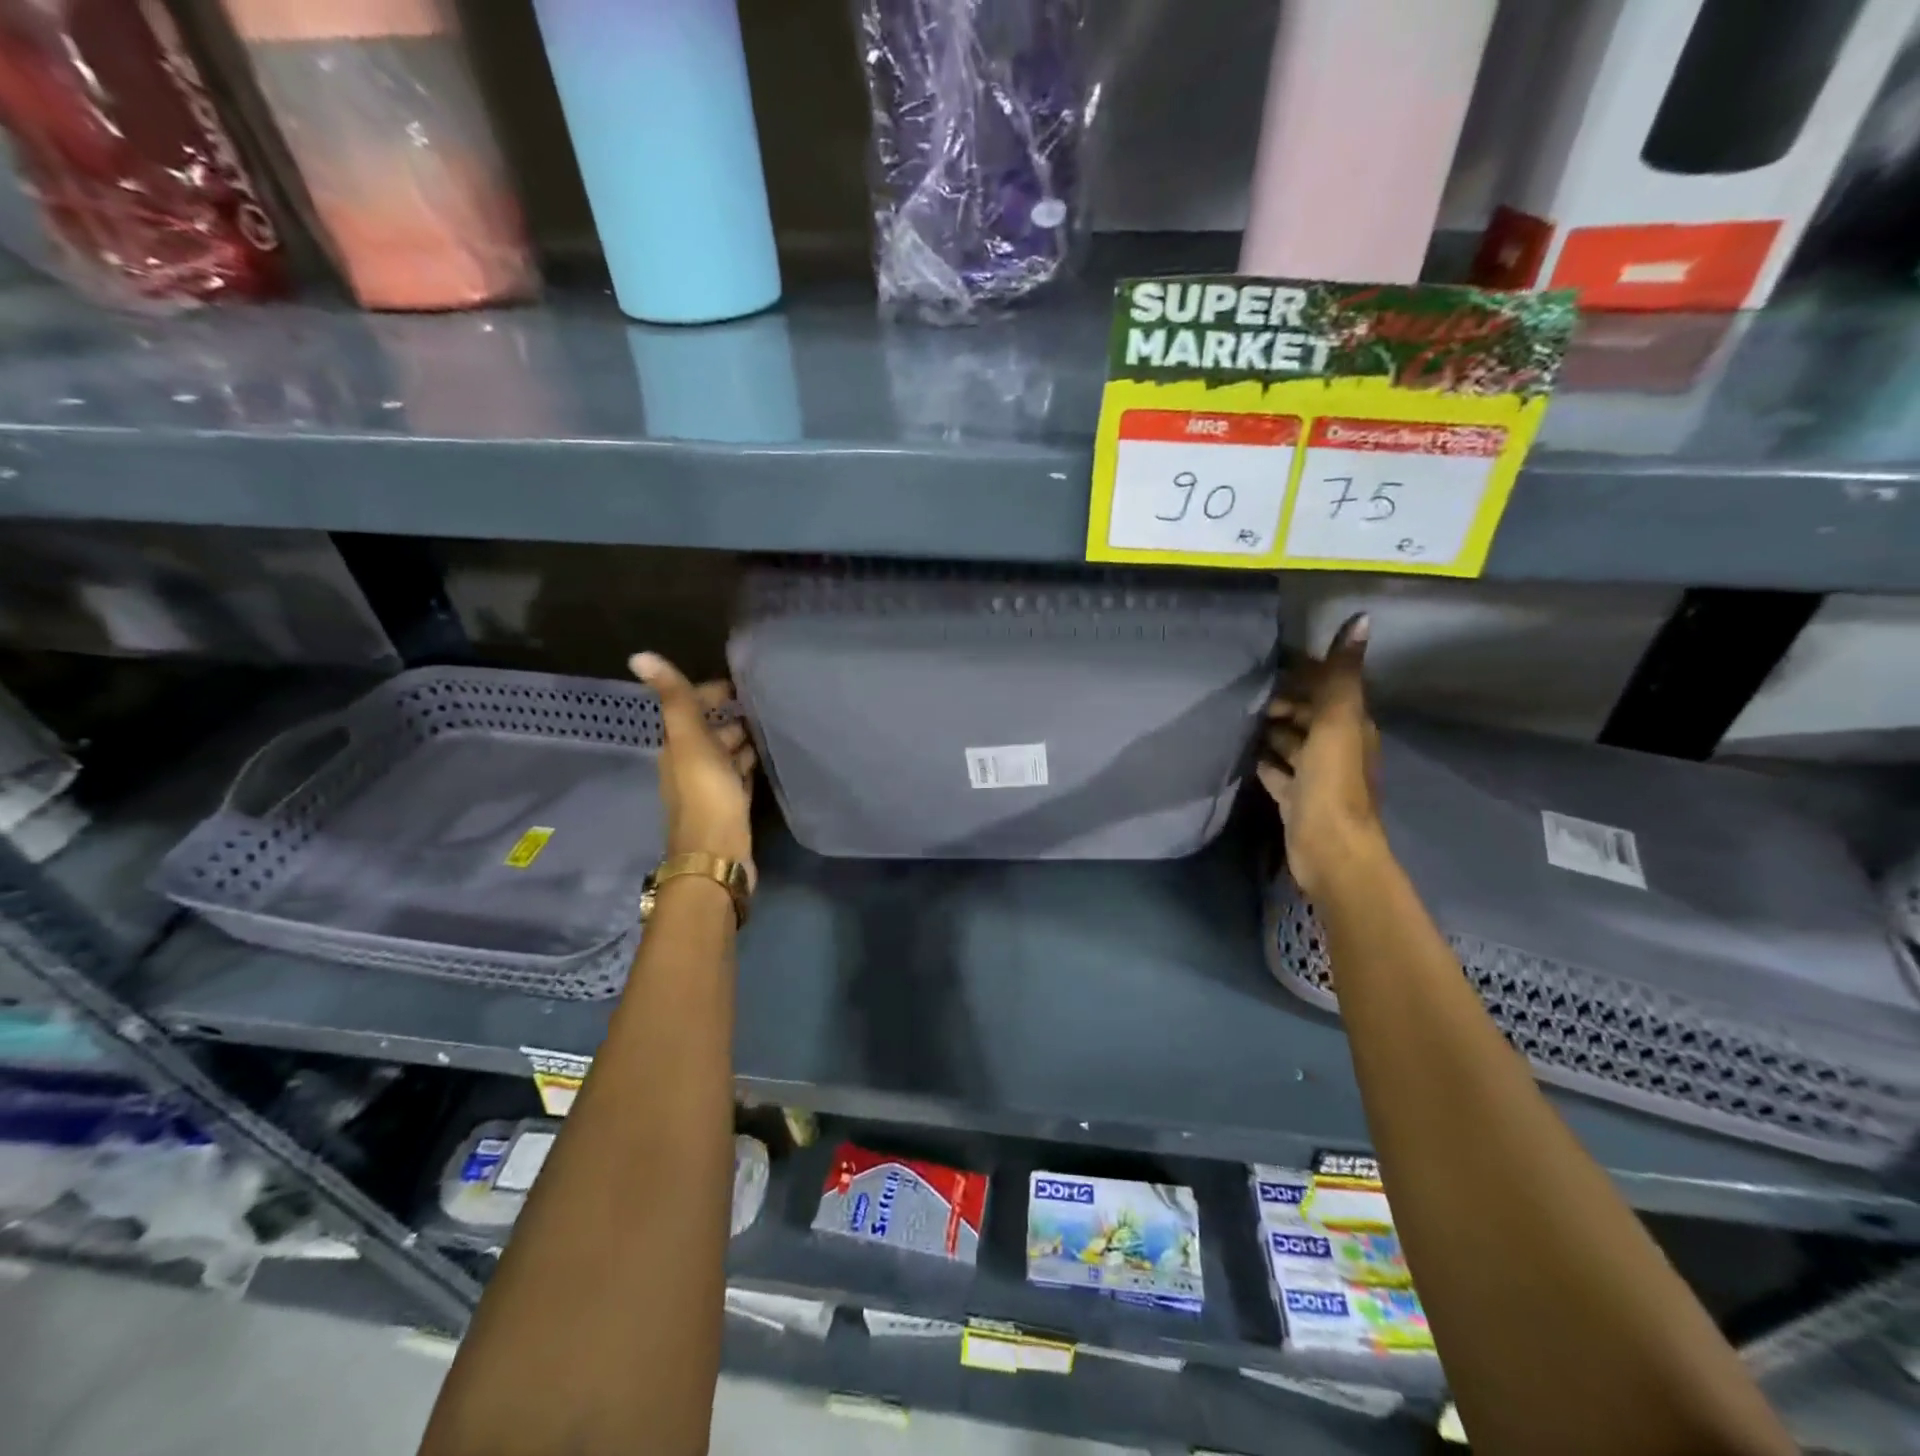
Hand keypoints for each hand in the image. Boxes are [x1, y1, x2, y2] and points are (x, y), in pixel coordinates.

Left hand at [629, 652, 755, 885]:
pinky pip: (741, 775)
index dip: (713, 691)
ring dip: (746, 738)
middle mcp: (692, 763)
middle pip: (712, 730)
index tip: (745, 681)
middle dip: (734, 714)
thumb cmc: (706, 795)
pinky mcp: (732, 805)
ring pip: (729, 752)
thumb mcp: (690, 741)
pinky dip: (751, 763)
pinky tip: (771, 757)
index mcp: (678, 746)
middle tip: (768, 700)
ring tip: (777, 723)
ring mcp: (712, 786)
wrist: (718, 855)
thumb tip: (639, 656)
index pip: (692, 707)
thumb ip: (674, 699)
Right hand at [1257, 613, 1384, 898]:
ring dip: (1273, 732)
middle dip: (1284, 704)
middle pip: (1309, 717)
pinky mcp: (1297, 800)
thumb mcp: (1338, 722)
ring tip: (1239, 719)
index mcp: (1352, 728)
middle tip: (1246, 695)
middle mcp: (1338, 749)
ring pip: (1293, 744)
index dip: (1304, 676)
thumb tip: (1363, 618)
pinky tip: (1247, 755)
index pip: (1329, 690)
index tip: (1270, 665)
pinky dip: (1267, 762)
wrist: (1329, 849)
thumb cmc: (1332, 783)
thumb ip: (1342, 674)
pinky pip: (1279, 773)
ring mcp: (1317, 777)